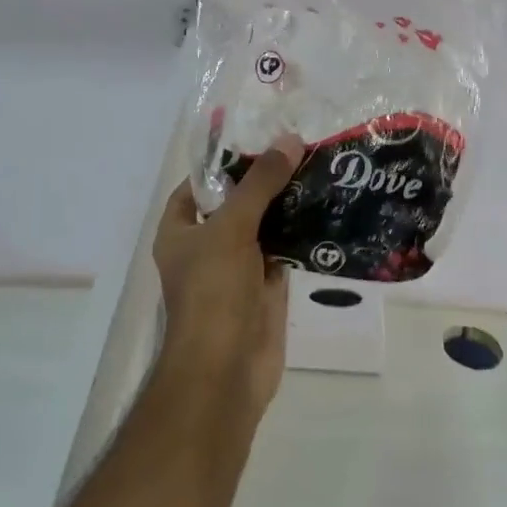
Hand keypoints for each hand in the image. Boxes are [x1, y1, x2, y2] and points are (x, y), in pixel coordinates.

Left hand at [153, 135, 304, 412]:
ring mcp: (237, 269)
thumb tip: (289, 141)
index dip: (223, 162)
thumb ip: (259, 184)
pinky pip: (284, 252)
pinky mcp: (266, 289)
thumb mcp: (231, 228)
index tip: (258, 136)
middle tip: (300, 145)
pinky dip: (302, 234)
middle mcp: (206, 247)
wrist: (226, 370)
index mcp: (180, 231)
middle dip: (264, 179)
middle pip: (236, 203)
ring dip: (287, 205)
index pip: (197, 186)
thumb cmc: (212, 292)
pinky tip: (327, 208)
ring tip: (319, 167)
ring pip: (264, 227)